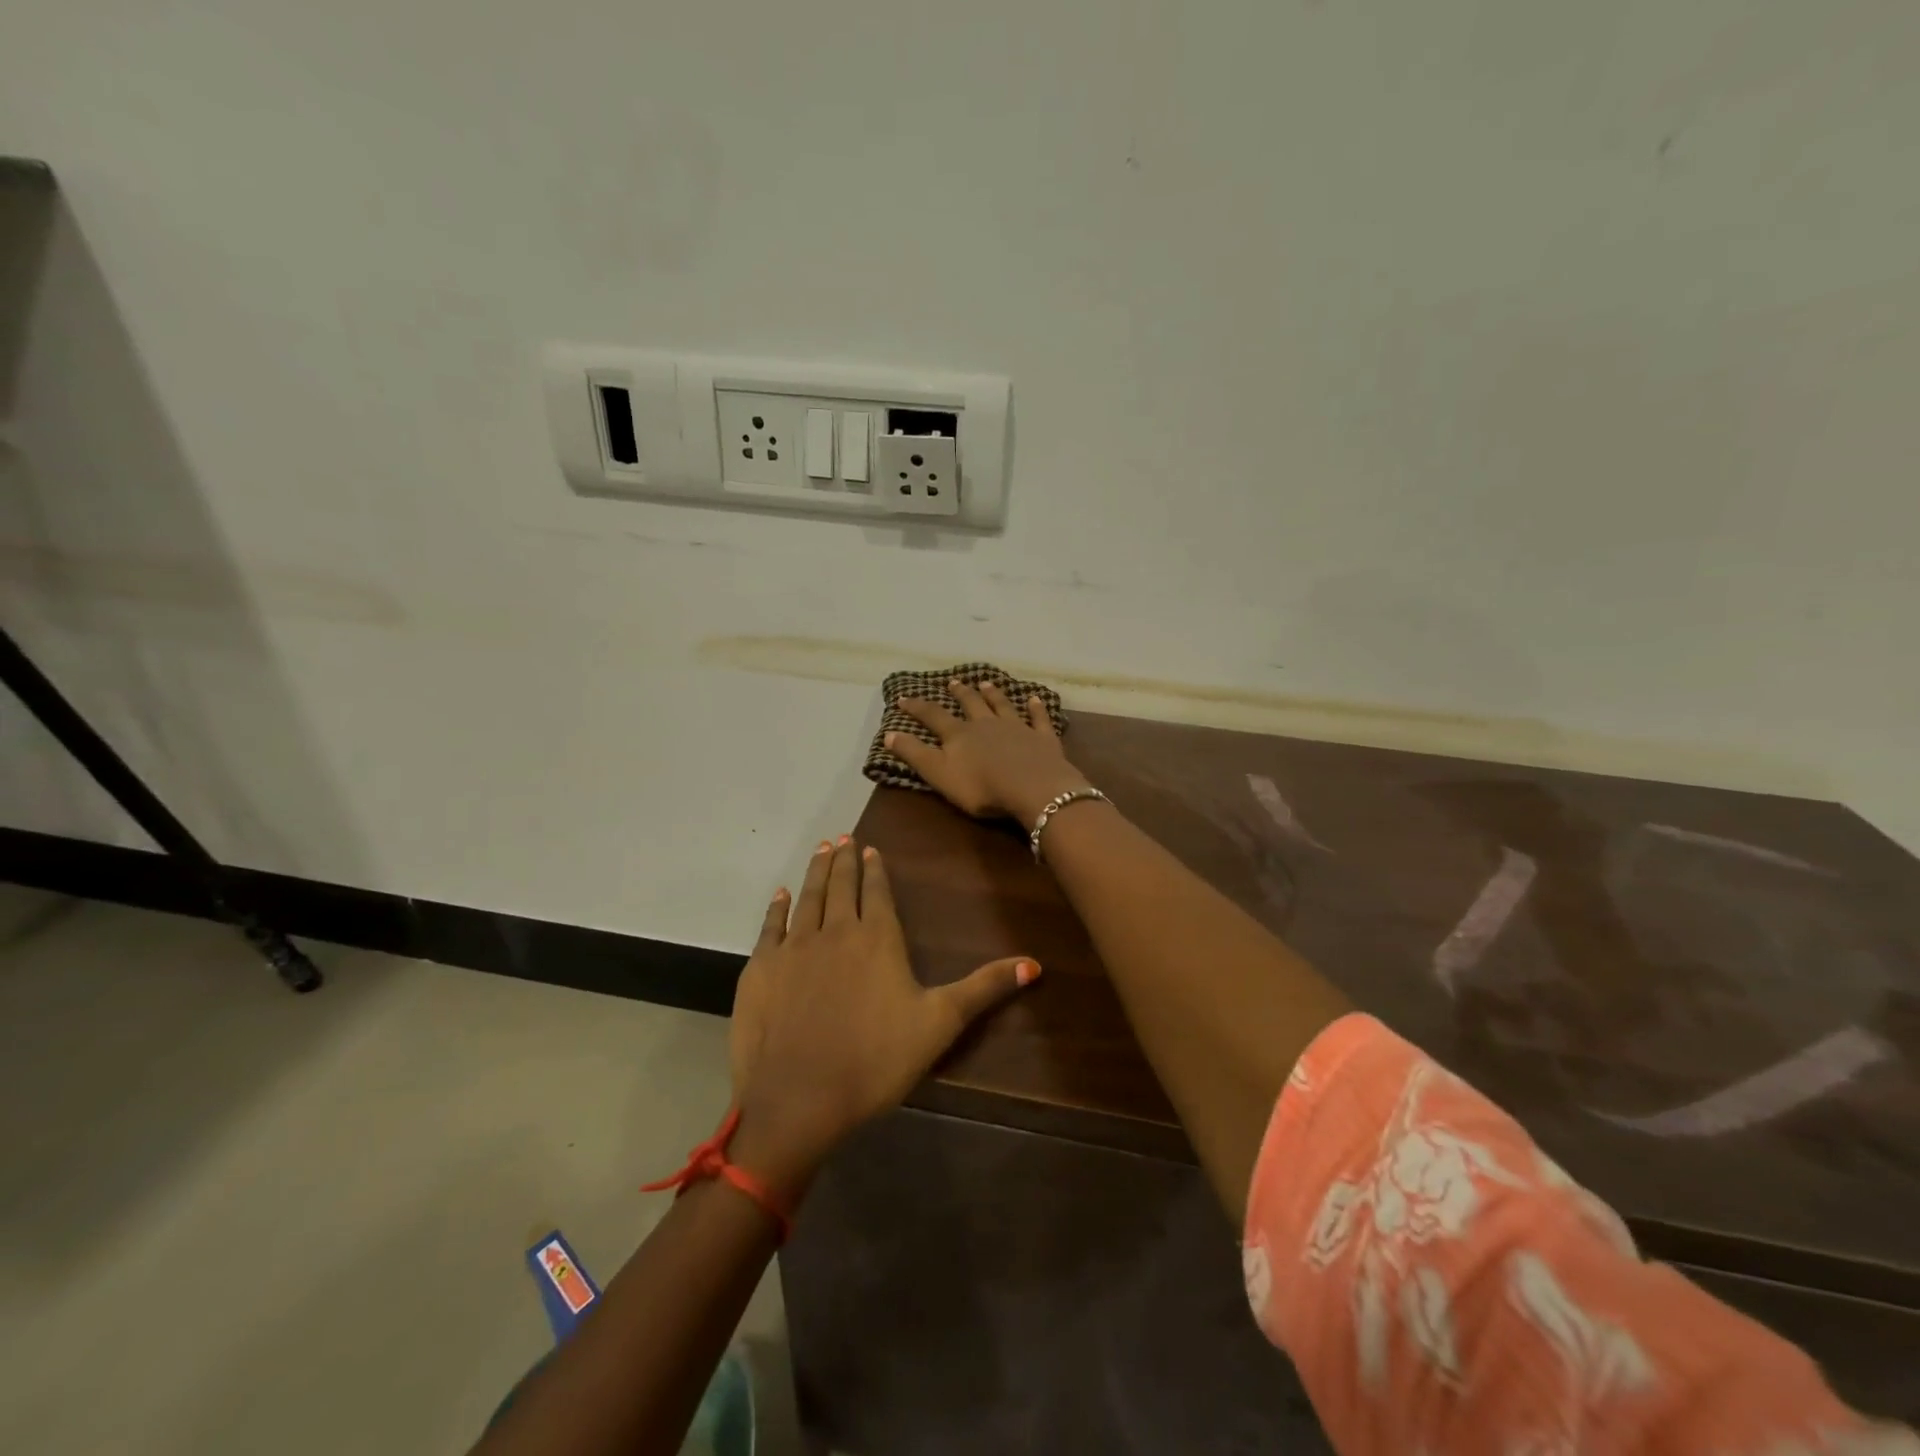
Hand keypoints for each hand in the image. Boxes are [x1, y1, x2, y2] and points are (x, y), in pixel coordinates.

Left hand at [728, 836, 1038, 1196]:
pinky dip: (777, 907)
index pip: (878, 892)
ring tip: (820, 849)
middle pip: (841, 885)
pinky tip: (780, 894)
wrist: (798, 1099)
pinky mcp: (761, 968)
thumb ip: (983, 988)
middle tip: (841, 837)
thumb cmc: (875, 1061)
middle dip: (843, 860)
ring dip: (815, 871)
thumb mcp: (940, 1024)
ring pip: (808, 897)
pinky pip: (770, 926)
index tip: (870, 848)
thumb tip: (1034, 964)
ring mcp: (794, 947)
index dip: (876, 869)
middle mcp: (835, 930)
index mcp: (877, 939)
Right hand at [887, 679, 1090, 823]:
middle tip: (953, 682)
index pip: (933, 716)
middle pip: (971, 704)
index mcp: (959, 734)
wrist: (1032, 788)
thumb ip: (914, 754)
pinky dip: (1036, 708)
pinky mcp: (1042, 738)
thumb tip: (889, 733)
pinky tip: (1036, 699)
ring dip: (993, 694)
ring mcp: (1017, 728)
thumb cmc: (981, 787)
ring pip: (1002, 706)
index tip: (904, 698)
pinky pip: (1038, 719)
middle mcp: (986, 724)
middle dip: (960, 693)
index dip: (917, 708)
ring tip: (986, 683)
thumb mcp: (939, 773)